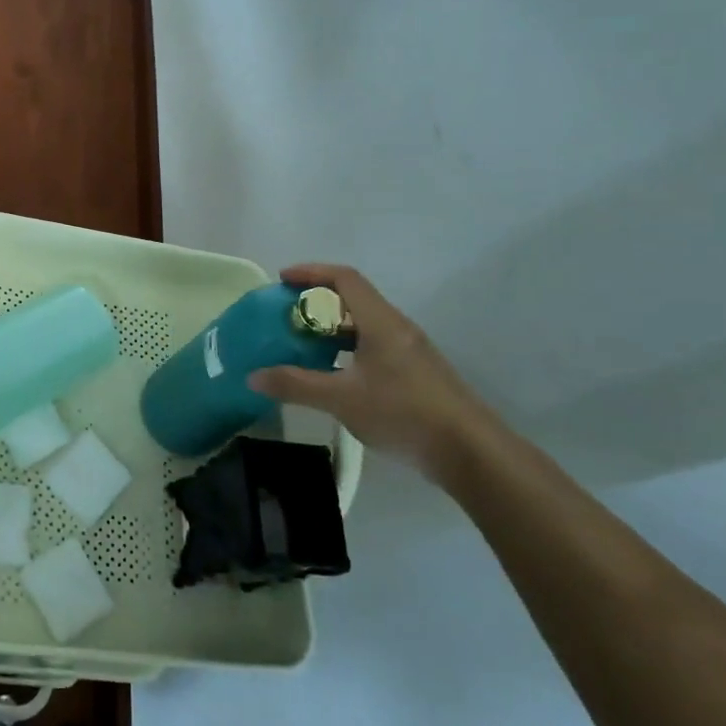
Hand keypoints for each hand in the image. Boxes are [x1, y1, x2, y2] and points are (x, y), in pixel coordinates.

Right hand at [248, 263, 491, 481]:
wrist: (472, 453)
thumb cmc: (405, 414)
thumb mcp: (342, 399)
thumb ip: (296, 384)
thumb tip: (253, 377)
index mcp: (381, 321)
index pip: (344, 278)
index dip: (311, 272)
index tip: (282, 281)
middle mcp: (397, 327)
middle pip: (353, 298)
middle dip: (316, 302)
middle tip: (286, 317)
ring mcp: (410, 351)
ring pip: (364, 325)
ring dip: (332, 328)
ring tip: (303, 345)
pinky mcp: (417, 374)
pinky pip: (374, 346)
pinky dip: (348, 348)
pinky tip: (335, 375)